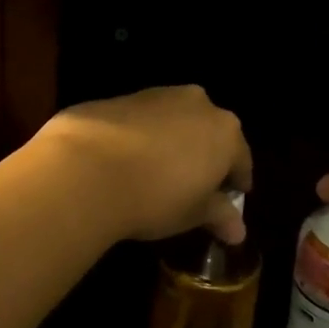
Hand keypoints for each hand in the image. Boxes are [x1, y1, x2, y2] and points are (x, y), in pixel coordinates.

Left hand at [35, 85, 253, 244]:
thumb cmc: (156, 196)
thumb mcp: (193, 213)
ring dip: (174, 142)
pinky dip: (143, 136)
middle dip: (206, 155)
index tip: (232, 197)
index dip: (237, 181)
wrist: (87, 169)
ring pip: (176, 120)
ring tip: (159, 171)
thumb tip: (239, 232)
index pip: (241, 158)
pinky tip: (127, 160)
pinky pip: (143, 119)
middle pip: (210, 132)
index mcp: (226, 131)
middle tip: (196, 185)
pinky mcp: (121, 97)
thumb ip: (220, 216)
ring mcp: (158, 95)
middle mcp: (198, 104)